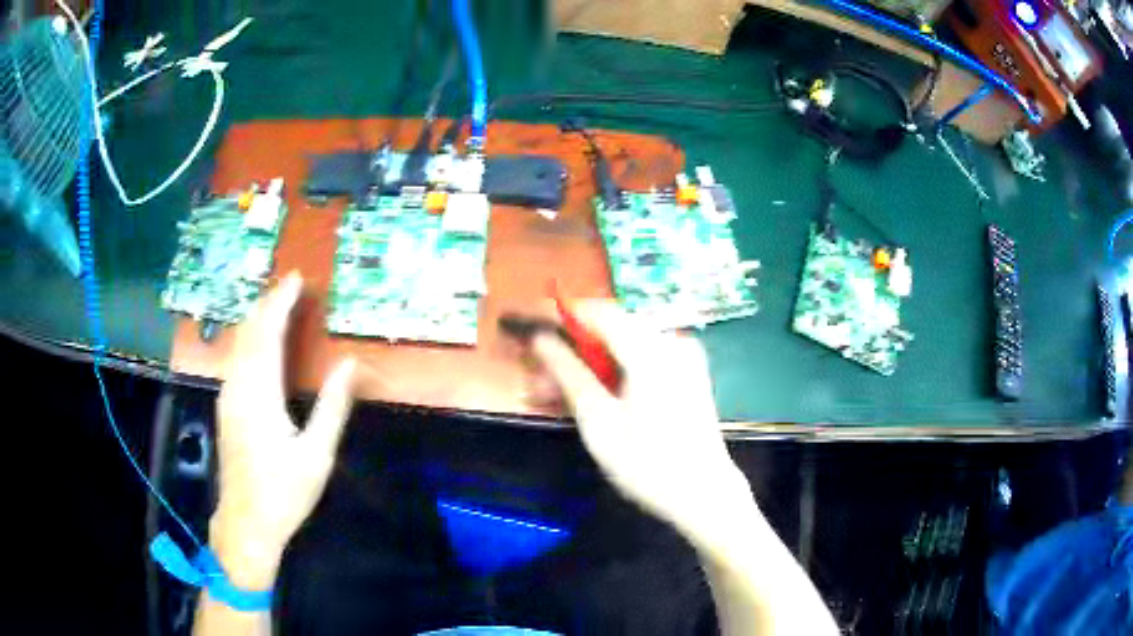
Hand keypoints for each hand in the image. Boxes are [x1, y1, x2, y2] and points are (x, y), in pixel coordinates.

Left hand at [211, 272, 356, 589]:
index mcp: (260, 394)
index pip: (268, 334)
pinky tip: (259, 341)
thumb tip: (350, 364)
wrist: (246, 522)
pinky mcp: (226, 406)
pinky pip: (236, 357)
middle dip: (268, 303)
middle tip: (289, 285)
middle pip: (249, 331)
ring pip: (239, 343)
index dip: (281, 303)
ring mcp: (228, 396)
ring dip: (257, 318)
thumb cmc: (284, 492)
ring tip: (277, 304)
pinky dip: (250, 338)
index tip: (297, 279)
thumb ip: (333, 407)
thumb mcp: (317, 455)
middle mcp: (238, 386)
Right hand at [530, 302, 756, 546]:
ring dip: (588, 366)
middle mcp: (671, 342)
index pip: (598, 312)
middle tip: (539, 380)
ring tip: (555, 396)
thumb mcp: (598, 421)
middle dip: (572, 350)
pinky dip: (612, 374)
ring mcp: (682, 357)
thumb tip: (539, 340)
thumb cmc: (647, 463)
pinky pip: (640, 361)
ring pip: (622, 347)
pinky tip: (590, 398)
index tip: (532, 337)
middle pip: (610, 329)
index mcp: (652, 349)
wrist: (703, 494)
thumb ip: (567, 373)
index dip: (561, 319)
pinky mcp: (685, 373)